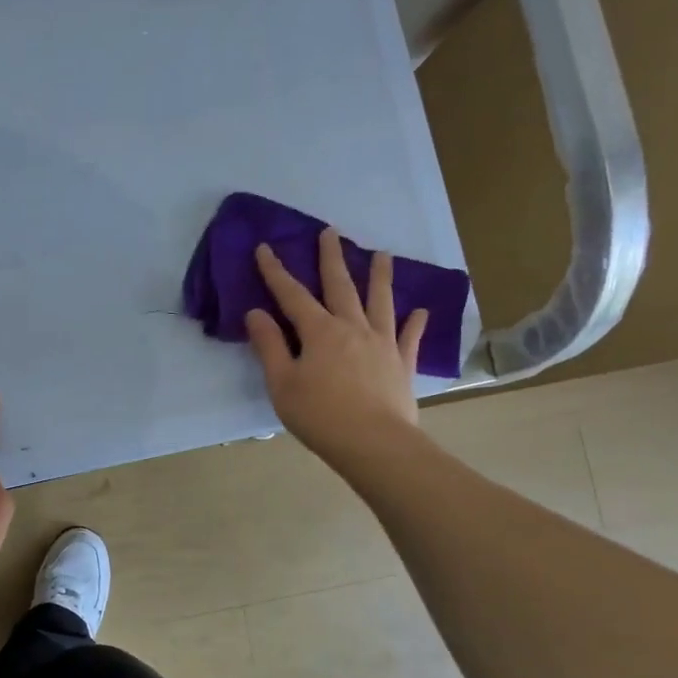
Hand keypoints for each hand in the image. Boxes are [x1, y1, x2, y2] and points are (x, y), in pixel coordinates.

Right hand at [245, 228, 428, 473]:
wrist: (374, 444)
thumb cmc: (320, 416)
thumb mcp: (282, 384)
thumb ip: (269, 346)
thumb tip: (256, 313)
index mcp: (319, 332)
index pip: (292, 295)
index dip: (276, 272)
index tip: (265, 248)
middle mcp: (352, 328)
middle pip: (340, 286)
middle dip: (331, 258)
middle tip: (331, 232)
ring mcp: (382, 344)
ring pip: (380, 302)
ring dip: (380, 276)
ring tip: (383, 254)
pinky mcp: (402, 364)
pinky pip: (409, 337)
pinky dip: (415, 322)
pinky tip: (421, 310)